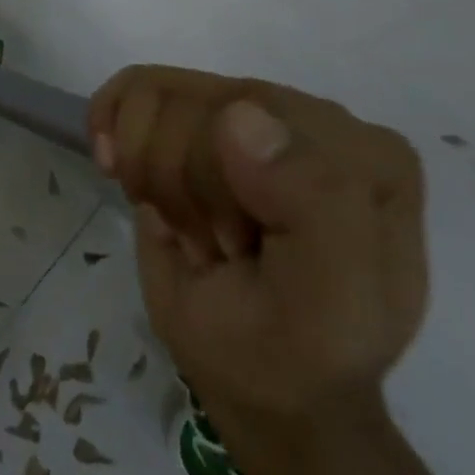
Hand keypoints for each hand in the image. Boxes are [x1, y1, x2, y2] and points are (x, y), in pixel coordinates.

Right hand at [89, 67, 426, 449]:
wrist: (262, 386)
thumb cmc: (295, 352)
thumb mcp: (328, 306)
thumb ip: (314, 207)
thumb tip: (240, 113)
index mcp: (362, 152)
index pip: (253, 116)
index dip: (215, 188)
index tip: (239, 253)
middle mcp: (306, 113)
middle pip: (194, 104)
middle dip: (183, 190)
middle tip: (218, 248)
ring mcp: (244, 104)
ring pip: (152, 97)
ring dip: (152, 176)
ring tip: (190, 225)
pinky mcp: (192, 111)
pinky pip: (131, 88)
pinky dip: (111, 129)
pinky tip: (124, 172)